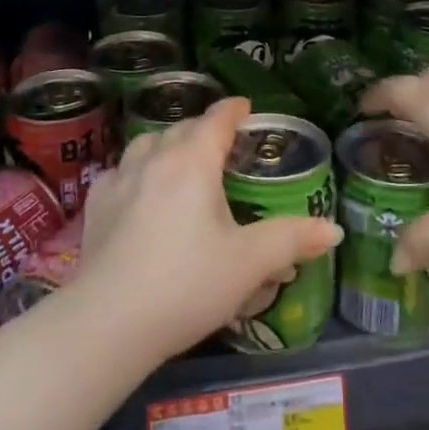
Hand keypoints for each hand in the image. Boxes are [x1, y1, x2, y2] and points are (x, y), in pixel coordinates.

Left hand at [79, 98, 342, 361]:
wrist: (109, 322)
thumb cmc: (187, 285)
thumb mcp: (248, 263)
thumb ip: (291, 240)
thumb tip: (333, 229)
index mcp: (193, 162)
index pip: (216, 120)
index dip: (233, 110)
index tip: (245, 107)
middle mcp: (154, 159)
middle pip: (181, 128)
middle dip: (204, 129)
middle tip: (222, 144)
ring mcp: (118, 179)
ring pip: (146, 144)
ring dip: (167, 144)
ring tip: (181, 161)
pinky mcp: (96, 206)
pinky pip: (120, 172)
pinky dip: (136, 171)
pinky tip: (139, 192)